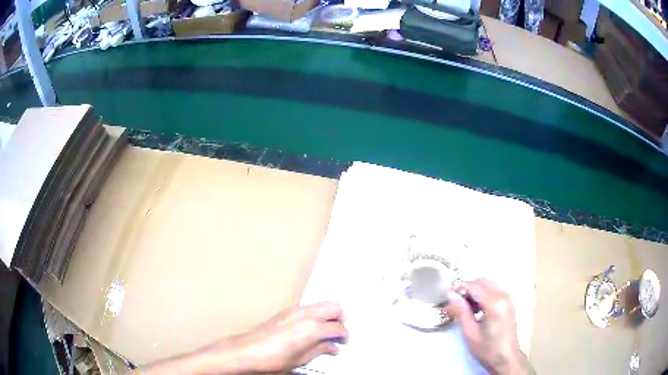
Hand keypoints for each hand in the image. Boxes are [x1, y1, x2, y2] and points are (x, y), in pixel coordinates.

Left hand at [227, 301, 347, 372]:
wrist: (247, 351)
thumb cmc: (273, 359)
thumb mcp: (301, 359)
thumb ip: (321, 350)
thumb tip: (333, 347)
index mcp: (312, 328)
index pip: (337, 327)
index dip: (344, 335)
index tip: (343, 342)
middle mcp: (306, 314)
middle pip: (334, 307)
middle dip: (340, 319)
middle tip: (338, 333)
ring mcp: (295, 310)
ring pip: (322, 304)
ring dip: (329, 315)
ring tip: (326, 331)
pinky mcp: (286, 310)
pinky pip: (309, 307)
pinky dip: (317, 314)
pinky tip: (312, 328)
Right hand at [446, 279, 529, 374]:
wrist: (506, 358)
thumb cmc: (487, 349)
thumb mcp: (470, 332)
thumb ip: (461, 311)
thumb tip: (452, 295)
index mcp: (494, 303)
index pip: (474, 286)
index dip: (459, 286)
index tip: (447, 293)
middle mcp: (503, 296)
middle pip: (482, 281)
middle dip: (467, 288)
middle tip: (455, 302)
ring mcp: (508, 298)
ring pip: (488, 285)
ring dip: (475, 291)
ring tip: (464, 308)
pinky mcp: (509, 303)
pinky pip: (494, 291)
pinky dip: (484, 295)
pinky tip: (476, 310)